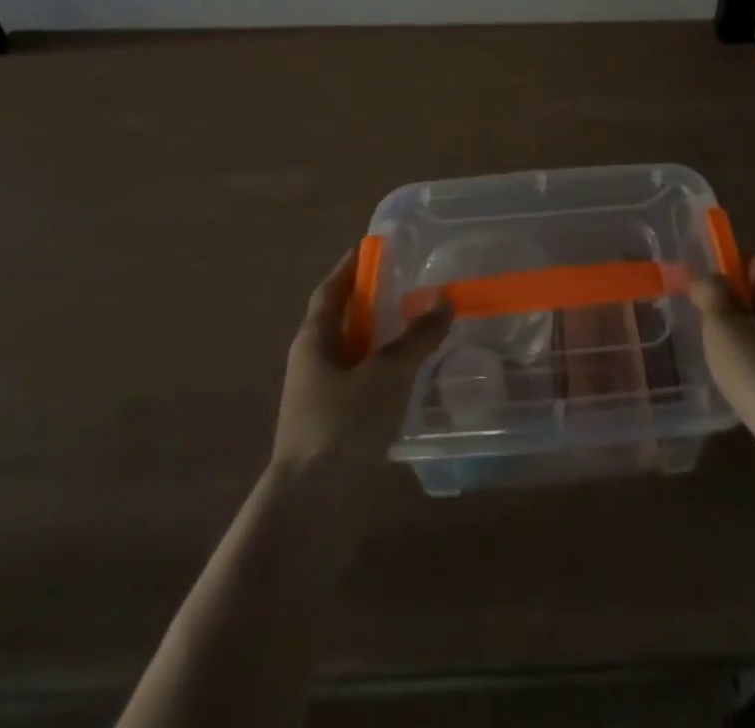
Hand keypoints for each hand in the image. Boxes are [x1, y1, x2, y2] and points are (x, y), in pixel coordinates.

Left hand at [272, 249, 451, 477]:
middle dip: (372, 301)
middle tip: (410, 283)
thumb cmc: (342, 424)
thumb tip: (443, 299)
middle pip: (343, 320)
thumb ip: (416, 337)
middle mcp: (313, 363)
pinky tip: (413, 378)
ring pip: (355, 355)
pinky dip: (386, 373)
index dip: (350, 267)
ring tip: (420, 327)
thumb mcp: (386, 373)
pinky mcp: (335, 428)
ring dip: (382, 339)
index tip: (373, 247)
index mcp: (314, 340)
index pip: (331, 290)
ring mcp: (321, 398)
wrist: (311, 508)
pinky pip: (363, 385)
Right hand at [692, 255, 754, 520]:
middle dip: (729, 311)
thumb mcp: (724, 326)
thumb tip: (705, 278)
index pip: (754, 264)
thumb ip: (711, 295)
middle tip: (699, 325)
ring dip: (739, 345)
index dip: (725, 271)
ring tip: (710, 358)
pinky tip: (733, 390)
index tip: (698, 290)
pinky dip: (751, 375)